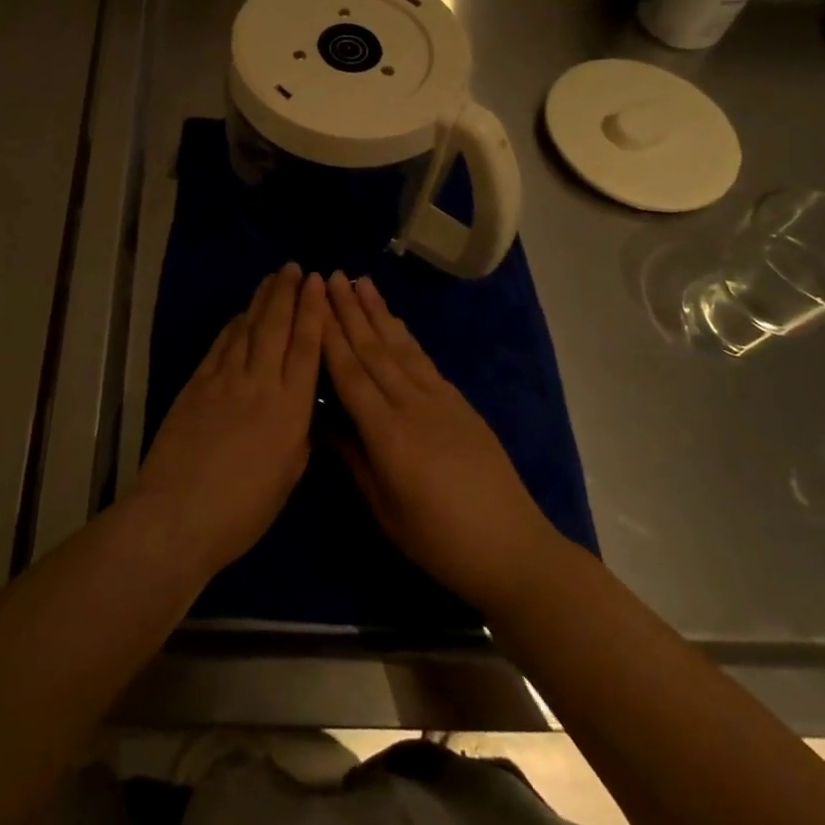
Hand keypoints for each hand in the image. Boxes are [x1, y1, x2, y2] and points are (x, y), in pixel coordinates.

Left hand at [133, 265, 326, 578]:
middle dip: (288, 294)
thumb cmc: (241, 511)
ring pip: (248, 329)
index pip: (307, 347)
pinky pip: (221, 345)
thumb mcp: (287, 477)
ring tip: (272, 278)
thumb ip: (298, 435)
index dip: (314, 311)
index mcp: (290, 409)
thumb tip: (300, 407)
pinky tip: (241, 314)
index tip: (319, 283)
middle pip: (277, 327)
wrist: (177, 515)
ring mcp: (225, 380)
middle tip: (295, 267)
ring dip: (262, 300)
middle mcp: (260, 384)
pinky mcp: (197, 383)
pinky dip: (233, 325)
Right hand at [322, 272, 558, 611]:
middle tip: (330, 276)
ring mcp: (439, 400)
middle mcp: (412, 406)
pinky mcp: (459, 402)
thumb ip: (355, 459)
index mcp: (388, 435)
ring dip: (377, 312)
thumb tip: (325, 421)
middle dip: (348, 311)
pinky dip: (405, 335)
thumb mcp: (386, 510)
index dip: (328, 337)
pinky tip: (394, 320)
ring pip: (399, 347)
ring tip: (359, 282)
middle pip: (373, 350)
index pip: (350, 375)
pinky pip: (423, 360)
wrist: (513, 548)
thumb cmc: (440, 540)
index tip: (312, 303)